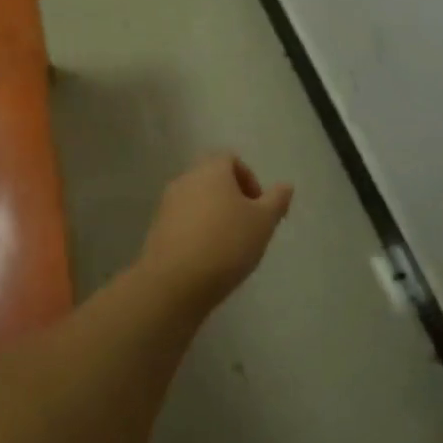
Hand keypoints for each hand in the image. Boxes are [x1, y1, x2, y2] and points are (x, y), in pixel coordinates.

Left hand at [136, 153, 292, 306]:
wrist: (174, 283)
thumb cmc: (226, 244)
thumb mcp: (263, 222)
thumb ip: (276, 201)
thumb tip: (286, 186)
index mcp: (211, 170)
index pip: (231, 159)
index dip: (249, 179)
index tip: (259, 207)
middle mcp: (185, 180)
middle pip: (213, 179)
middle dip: (233, 199)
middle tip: (248, 227)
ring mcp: (166, 205)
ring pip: (197, 201)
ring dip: (214, 216)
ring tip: (229, 246)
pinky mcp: (156, 230)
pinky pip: (183, 222)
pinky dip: (197, 232)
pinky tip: (208, 258)